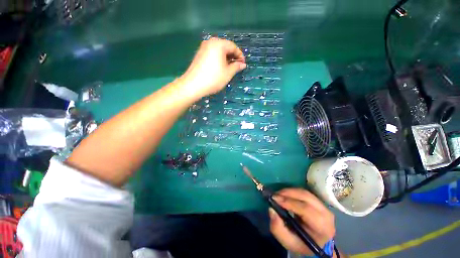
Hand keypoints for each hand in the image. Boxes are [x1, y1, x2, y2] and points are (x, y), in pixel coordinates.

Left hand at [180, 37, 245, 96]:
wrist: (193, 85)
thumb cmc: (213, 78)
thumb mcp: (228, 73)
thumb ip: (236, 67)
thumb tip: (242, 64)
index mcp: (219, 44)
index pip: (233, 46)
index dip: (240, 55)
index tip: (243, 64)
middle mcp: (210, 42)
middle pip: (225, 47)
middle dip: (232, 56)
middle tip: (237, 66)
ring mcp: (203, 48)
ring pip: (218, 50)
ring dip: (226, 58)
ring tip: (229, 68)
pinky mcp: (199, 54)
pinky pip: (212, 53)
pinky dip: (218, 59)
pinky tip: (220, 67)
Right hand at [269, 188, 335, 255]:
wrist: (316, 243)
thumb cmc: (302, 244)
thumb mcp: (288, 242)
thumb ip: (278, 228)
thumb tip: (271, 209)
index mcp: (322, 227)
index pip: (305, 209)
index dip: (289, 202)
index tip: (274, 199)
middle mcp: (326, 214)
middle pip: (305, 197)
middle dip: (288, 193)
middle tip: (274, 195)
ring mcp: (324, 206)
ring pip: (304, 192)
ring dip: (289, 191)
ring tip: (278, 194)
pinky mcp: (319, 201)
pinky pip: (304, 192)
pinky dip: (293, 191)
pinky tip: (285, 195)